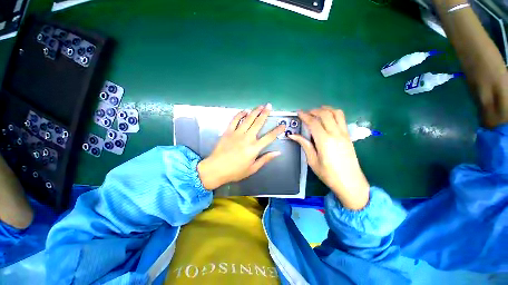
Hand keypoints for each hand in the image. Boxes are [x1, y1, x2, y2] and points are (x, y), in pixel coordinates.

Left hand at [197, 104, 285, 189]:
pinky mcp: (228, 131)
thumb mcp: (252, 168)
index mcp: (254, 148)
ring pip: (248, 119)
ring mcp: (237, 133)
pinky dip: (240, 114)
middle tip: (269, 106)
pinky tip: (244, 111)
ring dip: (255, 111)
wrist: (216, 169)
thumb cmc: (235, 171)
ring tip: (260, 106)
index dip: (277, 131)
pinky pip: (235, 120)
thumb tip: (277, 153)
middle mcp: (247, 138)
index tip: (282, 125)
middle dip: (265, 114)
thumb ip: (265, 159)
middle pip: (258, 123)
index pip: (269, 137)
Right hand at [289, 106, 369, 209]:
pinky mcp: (349, 136)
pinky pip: (342, 119)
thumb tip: (292, 135)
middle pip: (325, 114)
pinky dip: (333, 114)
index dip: (304, 116)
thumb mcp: (312, 160)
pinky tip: (327, 119)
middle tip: (306, 113)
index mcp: (324, 141)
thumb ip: (304, 144)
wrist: (350, 183)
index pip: (313, 122)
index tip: (298, 112)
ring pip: (336, 113)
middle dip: (314, 111)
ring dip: (326, 109)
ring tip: (317, 112)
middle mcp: (336, 134)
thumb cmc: (328, 174)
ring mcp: (344, 134)